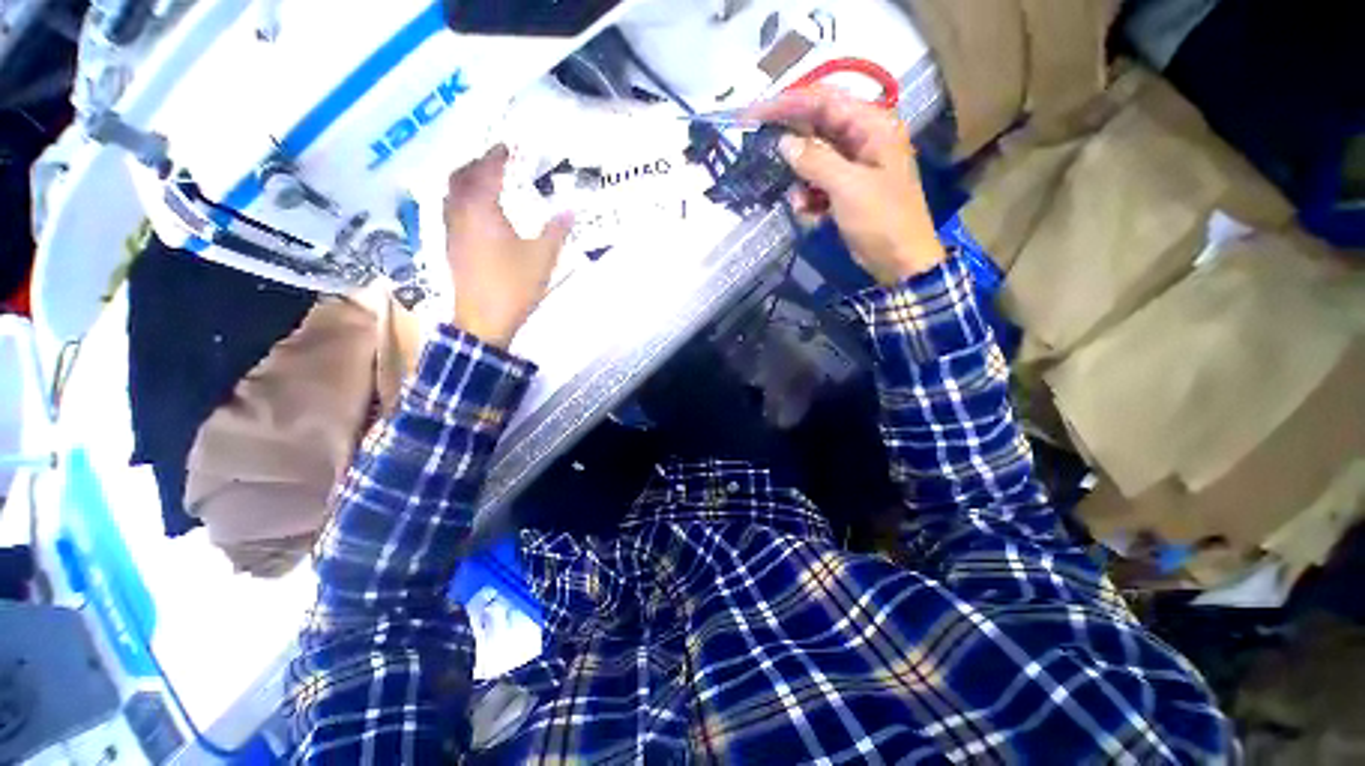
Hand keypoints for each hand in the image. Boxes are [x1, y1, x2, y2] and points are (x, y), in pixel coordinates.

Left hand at [444, 145, 573, 348]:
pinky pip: (452, 211)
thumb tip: (569, 209)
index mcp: (482, 211)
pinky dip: (463, 200)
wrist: (484, 320)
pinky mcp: (451, 247)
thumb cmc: (513, 286)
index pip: (485, 172)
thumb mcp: (542, 258)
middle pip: (460, 177)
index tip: (506, 147)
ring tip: (486, 181)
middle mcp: (460, 214)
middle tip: (495, 161)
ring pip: (452, 195)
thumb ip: (556, 231)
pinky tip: (479, 212)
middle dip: (476, 164)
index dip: (496, 157)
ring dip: (467, 181)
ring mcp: (452, 231)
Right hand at [749, 87, 945, 284]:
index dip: (789, 102)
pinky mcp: (846, 189)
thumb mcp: (848, 187)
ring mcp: (855, 165)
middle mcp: (863, 139)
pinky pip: (818, 184)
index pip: (825, 100)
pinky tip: (809, 213)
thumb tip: (784, 142)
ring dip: (801, 179)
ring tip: (800, 203)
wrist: (900, 260)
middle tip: (761, 147)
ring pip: (814, 159)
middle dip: (791, 142)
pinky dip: (809, 197)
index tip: (756, 111)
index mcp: (872, 126)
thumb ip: (815, 161)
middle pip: (817, 127)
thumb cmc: (882, 219)